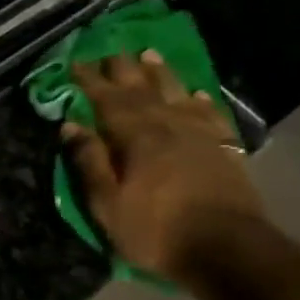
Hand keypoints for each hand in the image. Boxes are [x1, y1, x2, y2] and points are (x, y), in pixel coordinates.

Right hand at [62, 49, 268, 284]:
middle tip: (109, 50)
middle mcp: (168, 126)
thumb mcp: (107, 204)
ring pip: (176, 94)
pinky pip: (210, 114)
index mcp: (136, 137)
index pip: (107, 100)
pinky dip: (200, 100)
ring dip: (160, 74)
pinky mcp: (224, 149)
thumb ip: (90, 162)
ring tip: (149, 55)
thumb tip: (71, 125)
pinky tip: (195, 94)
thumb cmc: (156, 230)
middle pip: (141, 90)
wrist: (228, 249)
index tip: (74, 61)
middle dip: (122, 69)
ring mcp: (200, 135)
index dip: (89, 81)